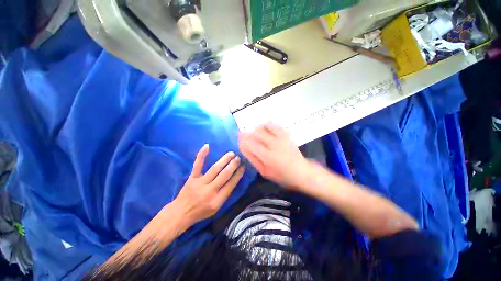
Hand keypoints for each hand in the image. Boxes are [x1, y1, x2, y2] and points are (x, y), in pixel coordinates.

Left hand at [172, 144, 244, 226]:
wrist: (181, 213)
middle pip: (224, 175)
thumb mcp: (216, 208)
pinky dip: (202, 155)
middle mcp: (210, 191)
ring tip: (231, 154)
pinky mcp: (192, 178)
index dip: (238, 174)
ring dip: (224, 160)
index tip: (243, 166)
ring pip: (214, 169)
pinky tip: (207, 146)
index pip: (231, 184)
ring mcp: (200, 183)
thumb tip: (233, 179)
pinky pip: (197, 165)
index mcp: (217, 200)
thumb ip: (225, 194)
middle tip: (239, 158)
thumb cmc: (201, 212)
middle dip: (233, 165)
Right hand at [238, 123, 309, 188]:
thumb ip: (253, 159)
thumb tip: (244, 148)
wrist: (301, 172)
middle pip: (256, 134)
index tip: (238, 139)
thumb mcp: (265, 172)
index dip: (242, 140)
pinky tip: (265, 127)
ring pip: (264, 127)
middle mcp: (273, 145)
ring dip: (256, 128)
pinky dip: (268, 124)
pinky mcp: (286, 135)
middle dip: (247, 133)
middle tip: (243, 134)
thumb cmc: (282, 175)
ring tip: (254, 132)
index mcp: (267, 157)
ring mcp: (280, 139)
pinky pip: (275, 125)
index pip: (250, 144)